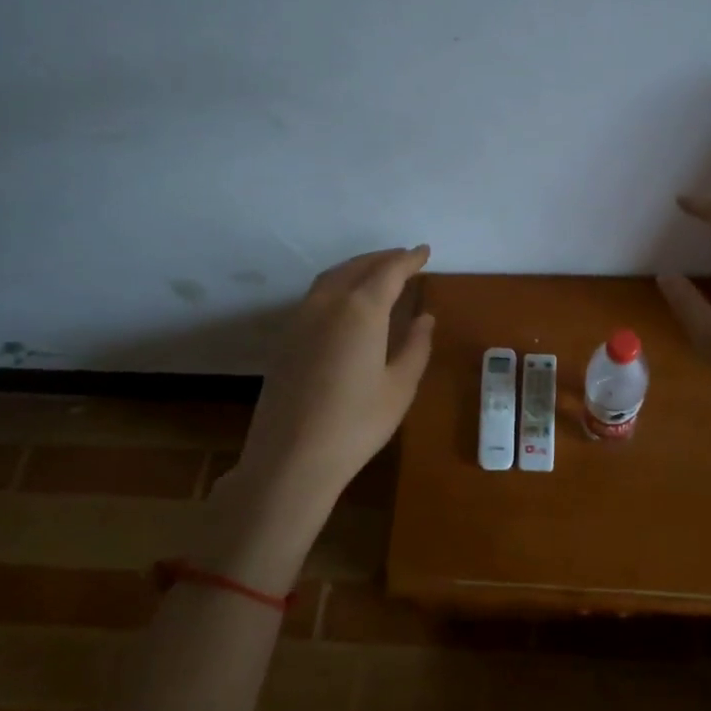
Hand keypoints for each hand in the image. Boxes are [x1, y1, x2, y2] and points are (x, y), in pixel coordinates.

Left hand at [222, 246, 435, 530]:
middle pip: (357, 267)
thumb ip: (415, 346)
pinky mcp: (286, 338)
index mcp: (361, 309)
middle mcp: (328, 303)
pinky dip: (338, 284)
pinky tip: (347, 302)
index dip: (409, 259)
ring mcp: (301, 319)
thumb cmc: (356, 424)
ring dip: (357, 268)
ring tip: (378, 272)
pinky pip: (316, 295)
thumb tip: (425, 317)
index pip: (389, 271)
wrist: (291, 458)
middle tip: (405, 258)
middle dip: (383, 258)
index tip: (424, 252)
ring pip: (332, 277)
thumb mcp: (399, 387)